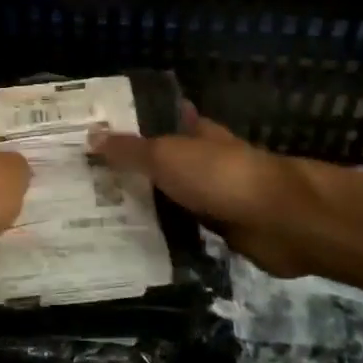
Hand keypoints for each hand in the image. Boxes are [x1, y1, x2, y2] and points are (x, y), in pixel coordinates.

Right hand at [89, 106, 320, 277]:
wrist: (276, 220)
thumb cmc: (219, 175)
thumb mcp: (166, 156)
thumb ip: (129, 150)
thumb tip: (91, 136)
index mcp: (195, 131)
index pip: (158, 121)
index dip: (130, 127)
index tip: (94, 136)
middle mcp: (203, 159)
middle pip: (161, 161)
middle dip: (131, 169)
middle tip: (85, 181)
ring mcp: (213, 195)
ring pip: (170, 196)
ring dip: (145, 203)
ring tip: (97, 213)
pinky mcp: (219, 228)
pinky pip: (182, 228)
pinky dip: (162, 232)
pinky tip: (132, 241)